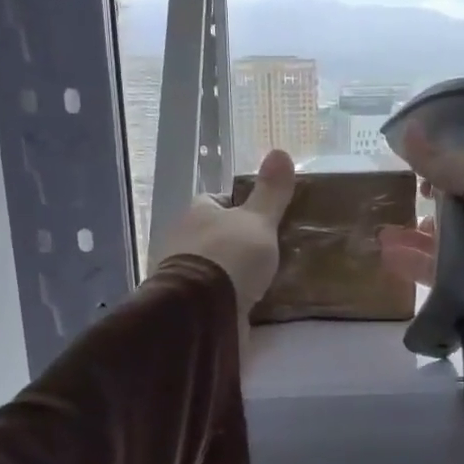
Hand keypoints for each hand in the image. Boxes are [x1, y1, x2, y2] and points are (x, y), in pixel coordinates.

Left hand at [156, 149, 296, 317]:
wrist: (203, 312)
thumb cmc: (230, 256)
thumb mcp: (258, 220)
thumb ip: (271, 192)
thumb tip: (280, 151)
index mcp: (196, 213)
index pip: (216, 201)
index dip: (240, 207)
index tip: (265, 219)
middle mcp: (184, 240)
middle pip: (216, 235)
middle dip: (238, 242)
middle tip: (272, 251)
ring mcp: (184, 275)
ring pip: (215, 266)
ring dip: (234, 272)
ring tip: (268, 280)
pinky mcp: (190, 306)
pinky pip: (216, 295)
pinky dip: (231, 297)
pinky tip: (253, 303)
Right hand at [378, 128, 463, 336]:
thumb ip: (443, 161)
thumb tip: (407, 129)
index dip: (442, 175)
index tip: (419, 176)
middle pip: (453, 216)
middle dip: (424, 211)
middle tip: (394, 206)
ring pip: (441, 249)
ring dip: (412, 239)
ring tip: (382, 233)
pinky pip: (438, 278)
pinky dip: (414, 266)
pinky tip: (388, 254)